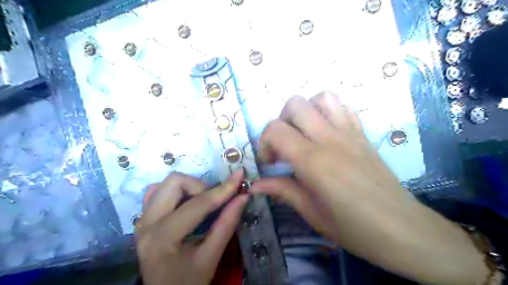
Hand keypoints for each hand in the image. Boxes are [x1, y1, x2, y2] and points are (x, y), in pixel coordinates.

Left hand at [137, 171, 248, 283]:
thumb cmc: (188, 282)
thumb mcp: (211, 257)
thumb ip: (227, 224)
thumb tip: (243, 197)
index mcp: (163, 237)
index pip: (198, 204)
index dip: (223, 189)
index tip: (240, 176)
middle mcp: (147, 223)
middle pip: (175, 182)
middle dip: (201, 186)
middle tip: (215, 201)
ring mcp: (142, 219)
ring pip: (166, 184)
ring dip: (189, 187)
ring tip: (203, 203)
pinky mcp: (144, 219)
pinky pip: (158, 192)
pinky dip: (176, 191)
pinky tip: (186, 202)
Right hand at [254, 92, 411, 249]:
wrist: (401, 229)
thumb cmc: (353, 227)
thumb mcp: (311, 213)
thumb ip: (282, 190)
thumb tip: (254, 185)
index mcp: (314, 161)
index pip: (276, 130)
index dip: (264, 143)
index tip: (270, 163)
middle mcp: (330, 139)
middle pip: (295, 104)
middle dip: (281, 121)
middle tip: (284, 146)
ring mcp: (350, 133)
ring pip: (322, 98)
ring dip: (306, 111)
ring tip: (304, 134)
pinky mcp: (363, 134)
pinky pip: (344, 108)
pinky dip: (329, 113)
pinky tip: (327, 134)